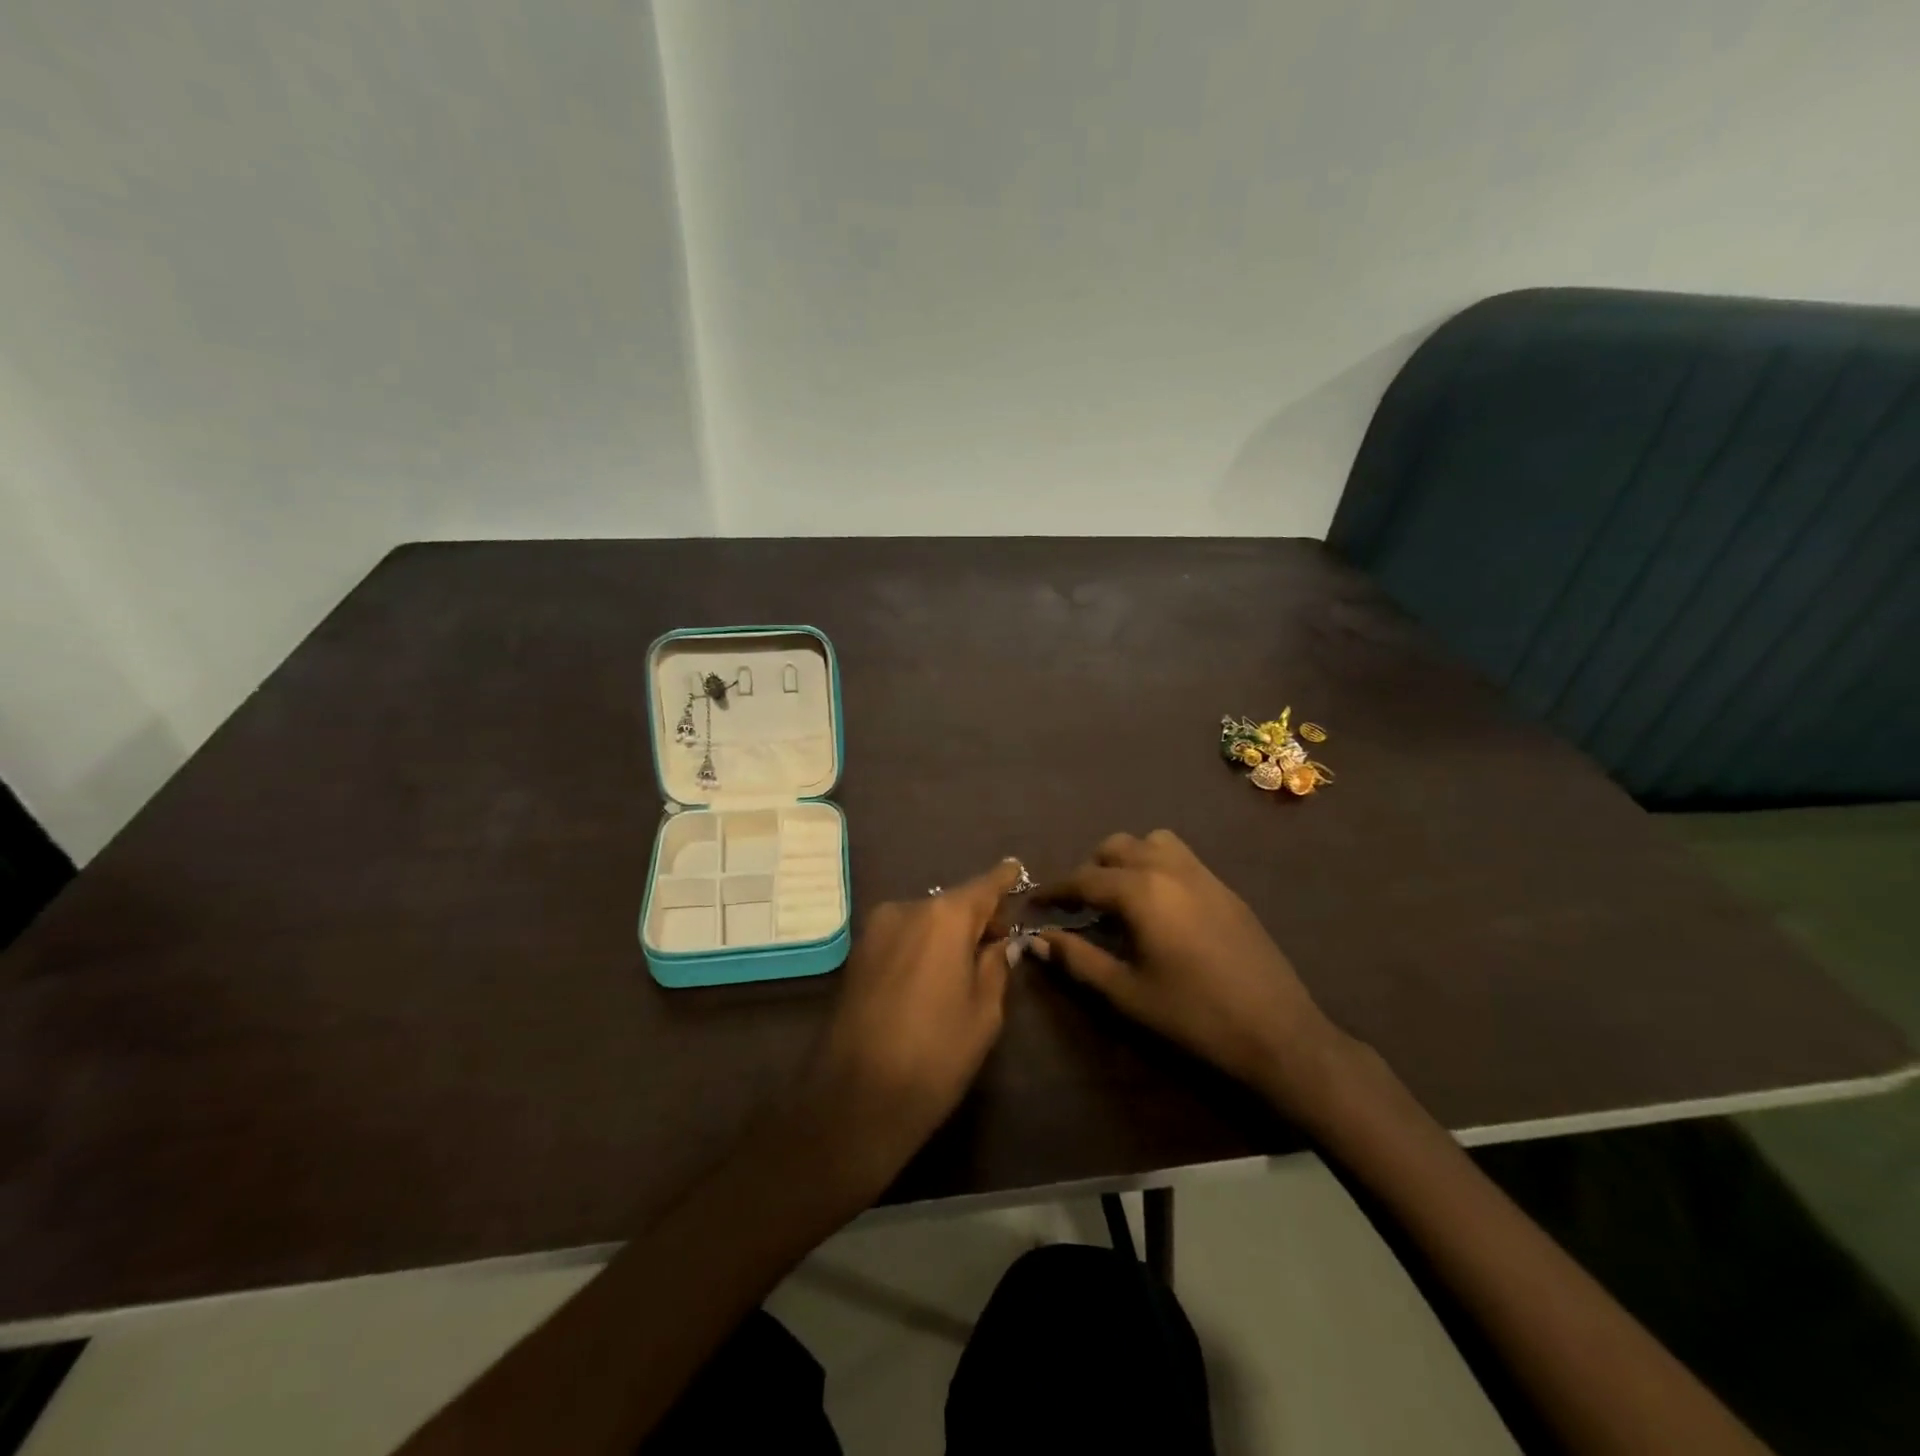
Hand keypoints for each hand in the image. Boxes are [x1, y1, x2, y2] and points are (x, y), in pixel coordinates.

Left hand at [796, 859, 1020, 1191]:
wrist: (855, 1096)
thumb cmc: (935, 1054)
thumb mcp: (984, 1013)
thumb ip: (996, 966)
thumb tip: (1001, 943)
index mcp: (944, 916)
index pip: (984, 886)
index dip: (1004, 879)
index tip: (1017, 867)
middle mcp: (907, 908)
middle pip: (952, 903)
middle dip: (976, 917)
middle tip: (999, 941)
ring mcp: (875, 929)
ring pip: (925, 920)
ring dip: (946, 934)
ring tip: (963, 966)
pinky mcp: (857, 953)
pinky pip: (902, 937)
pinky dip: (921, 945)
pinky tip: (930, 977)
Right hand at [1035, 830, 1351, 1111]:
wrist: (1277, 1032)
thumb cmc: (1193, 1015)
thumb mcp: (1126, 993)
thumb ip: (1078, 960)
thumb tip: (1040, 939)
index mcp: (1141, 891)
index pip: (1083, 878)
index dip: (1054, 890)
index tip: (1034, 903)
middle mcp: (1169, 868)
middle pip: (1115, 847)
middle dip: (1090, 870)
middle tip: (1078, 906)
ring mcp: (1202, 873)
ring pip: (1151, 842)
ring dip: (1126, 859)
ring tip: (1119, 896)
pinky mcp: (1225, 887)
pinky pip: (1180, 856)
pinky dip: (1156, 864)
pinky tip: (1158, 906)